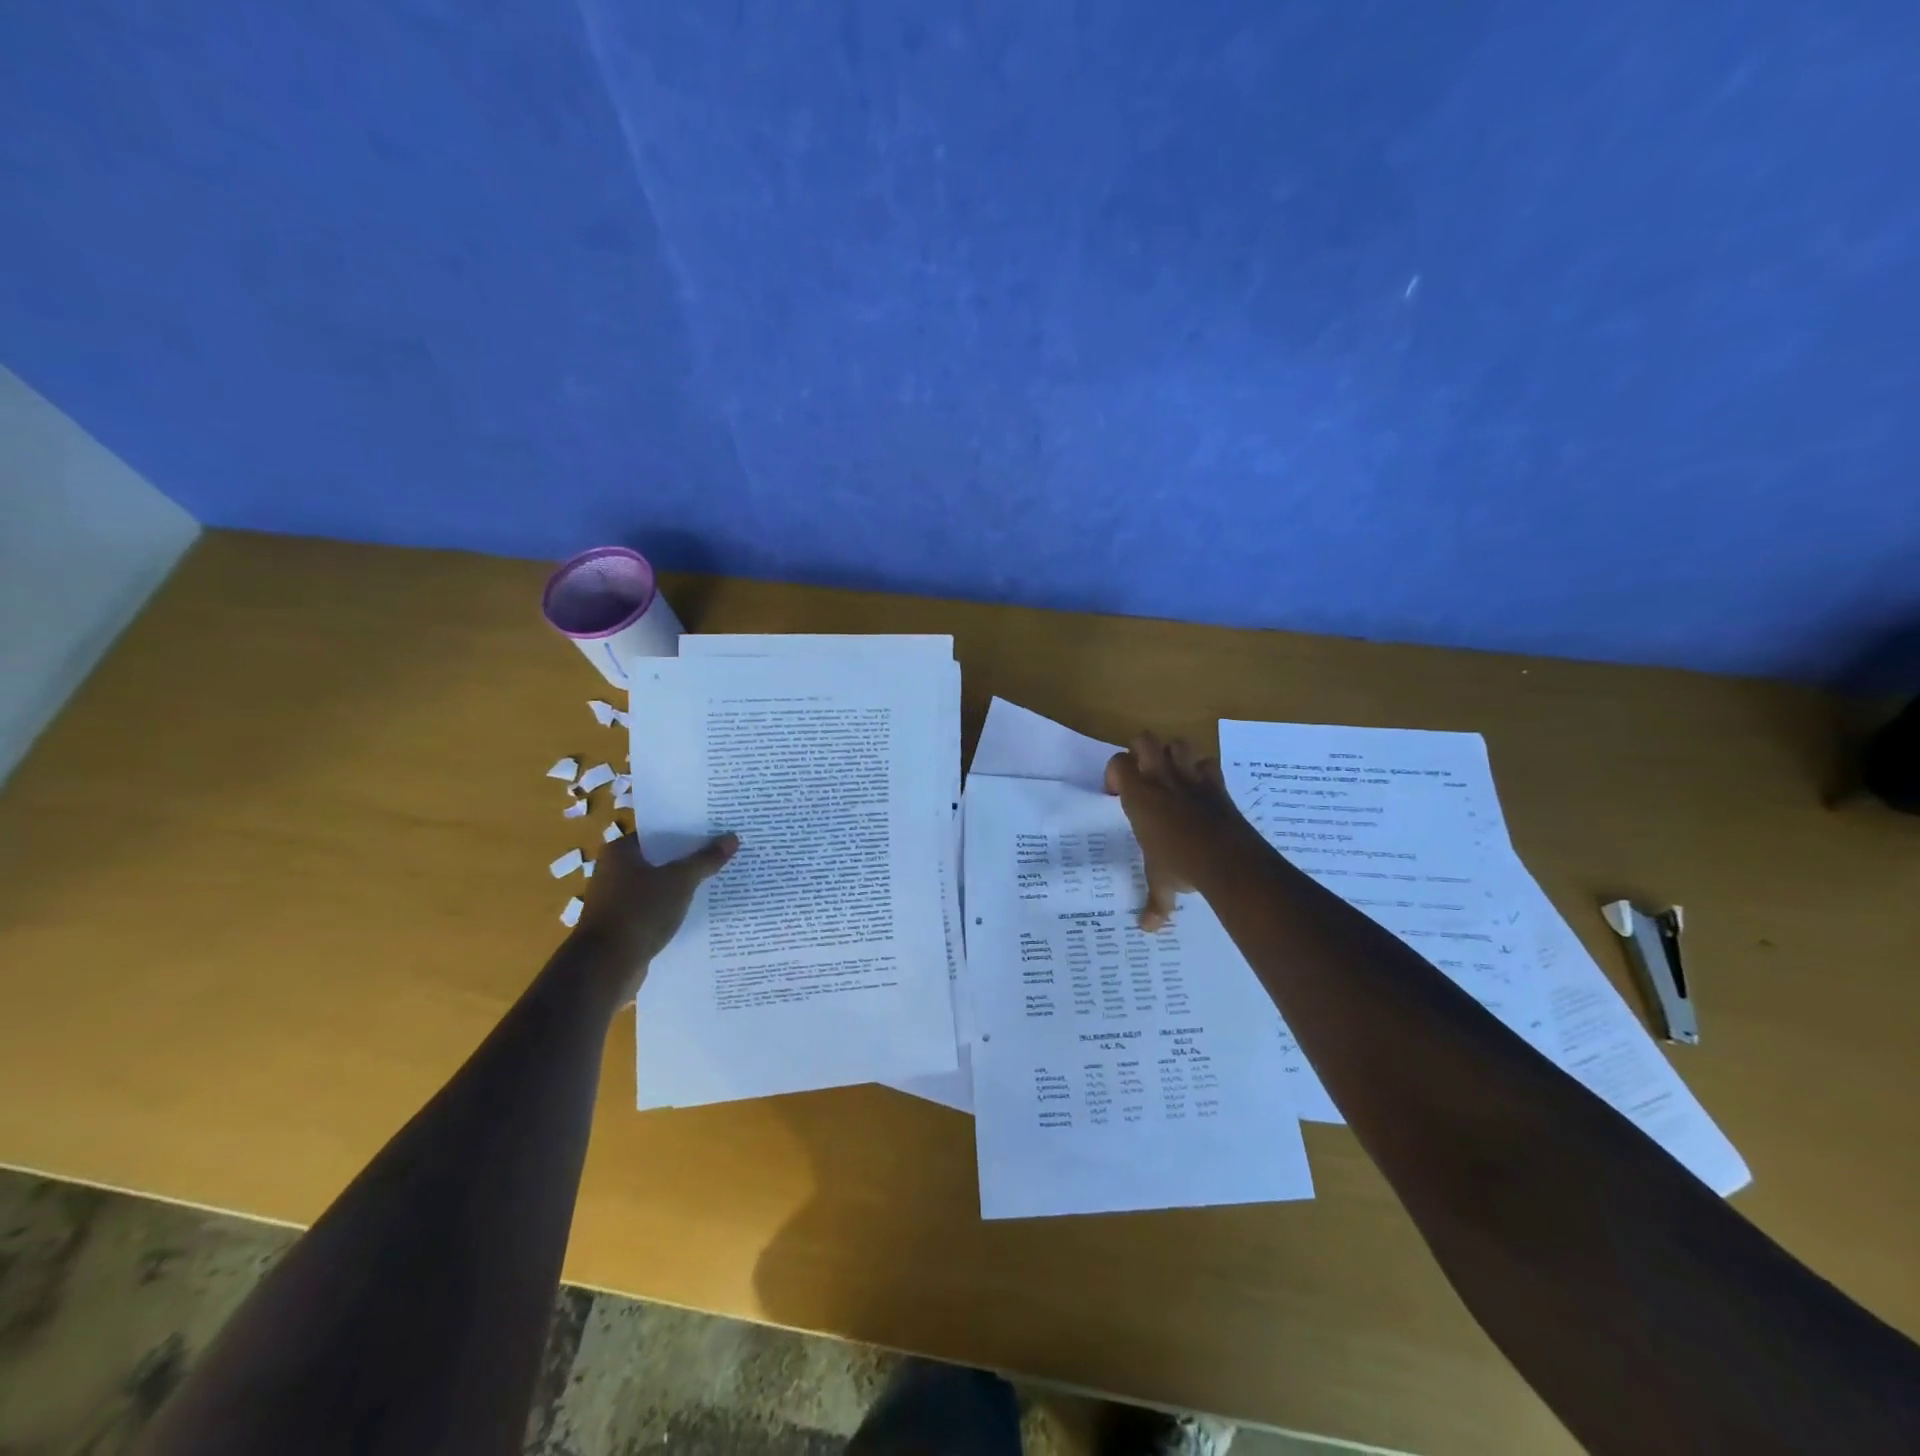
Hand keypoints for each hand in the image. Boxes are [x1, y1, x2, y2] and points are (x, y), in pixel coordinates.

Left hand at [571, 830, 737, 996]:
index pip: (660, 833)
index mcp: (620, 852)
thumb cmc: (639, 912)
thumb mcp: (680, 881)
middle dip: (690, 858)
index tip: (716, 831)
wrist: (606, 967)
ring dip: (684, 885)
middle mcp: (614, 871)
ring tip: (719, 880)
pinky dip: (674, 907)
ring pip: (659, 885)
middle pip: (661, 859)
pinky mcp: (624, 925)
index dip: (688, 831)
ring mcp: (617, 900)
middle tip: (725, 853)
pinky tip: (700, 910)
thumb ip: (706, 859)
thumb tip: (733, 838)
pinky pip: (656, 908)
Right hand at [1106, 734, 1261, 930]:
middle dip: (1141, 752)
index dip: (1115, 773)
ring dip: (1173, 754)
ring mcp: (1192, 779)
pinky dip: (1204, 771)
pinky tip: (1201, 788)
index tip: (1117, 794)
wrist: (1226, 860)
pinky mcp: (1218, 785)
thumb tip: (1147, 929)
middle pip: (1145, 740)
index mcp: (1138, 796)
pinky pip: (1209, 764)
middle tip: (1143, 777)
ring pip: (1178, 744)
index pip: (1118, 763)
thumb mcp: (1161, 883)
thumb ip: (1154, 903)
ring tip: (1171, 777)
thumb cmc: (1180, 865)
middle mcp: (1162, 780)